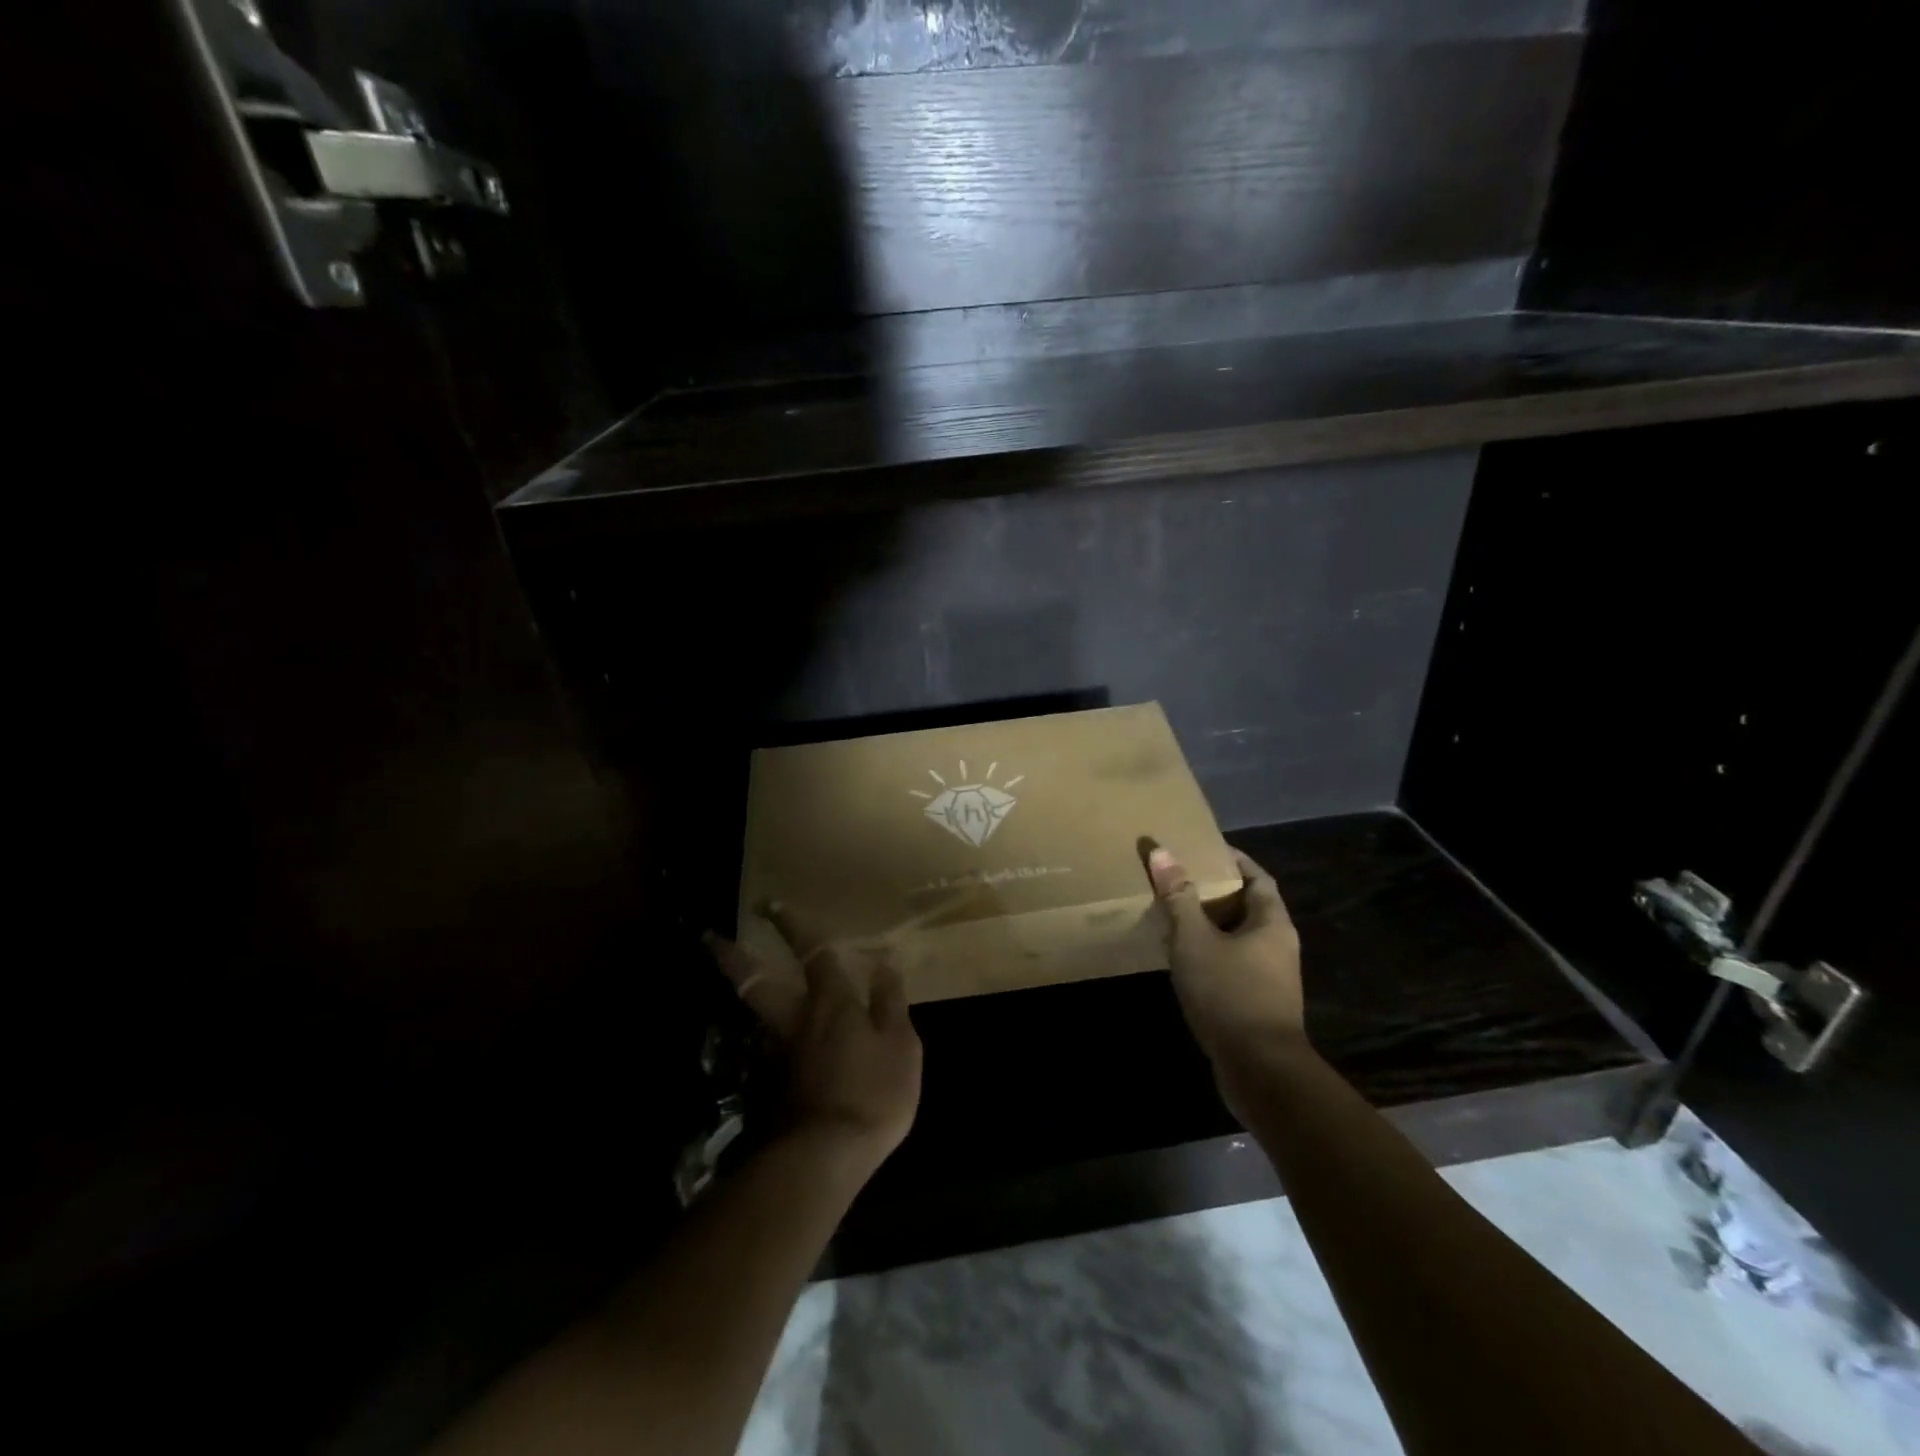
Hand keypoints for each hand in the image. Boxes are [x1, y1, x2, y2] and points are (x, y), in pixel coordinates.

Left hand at [706, 905, 921, 1175]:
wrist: (823, 1158)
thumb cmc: (872, 1094)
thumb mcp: (901, 1047)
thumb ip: (890, 1004)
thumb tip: (885, 963)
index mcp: (832, 1003)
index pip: (814, 952)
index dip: (795, 927)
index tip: (772, 904)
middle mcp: (795, 1020)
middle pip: (756, 981)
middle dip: (733, 957)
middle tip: (707, 937)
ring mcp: (775, 1055)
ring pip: (753, 1015)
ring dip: (740, 995)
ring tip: (735, 983)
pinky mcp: (767, 1087)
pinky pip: (763, 1050)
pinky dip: (761, 1037)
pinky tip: (765, 1042)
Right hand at [1146, 845, 1305, 1065]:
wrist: (1260, 1071)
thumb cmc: (1230, 994)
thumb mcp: (1196, 940)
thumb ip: (1179, 897)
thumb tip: (1162, 852)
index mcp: (1272, 923)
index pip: (1257, 877)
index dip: (1234, 860)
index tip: (1204, 849)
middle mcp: (1279, 946)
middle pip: (1249, 906)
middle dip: (1217, 891)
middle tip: (1180, 879)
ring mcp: (1271, 978)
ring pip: (1239, 938)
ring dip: (1211, 925)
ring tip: (1174, 915)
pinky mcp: (1258, 1004)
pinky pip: (1234, 964)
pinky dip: (1211, 954)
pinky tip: (1184, 959)